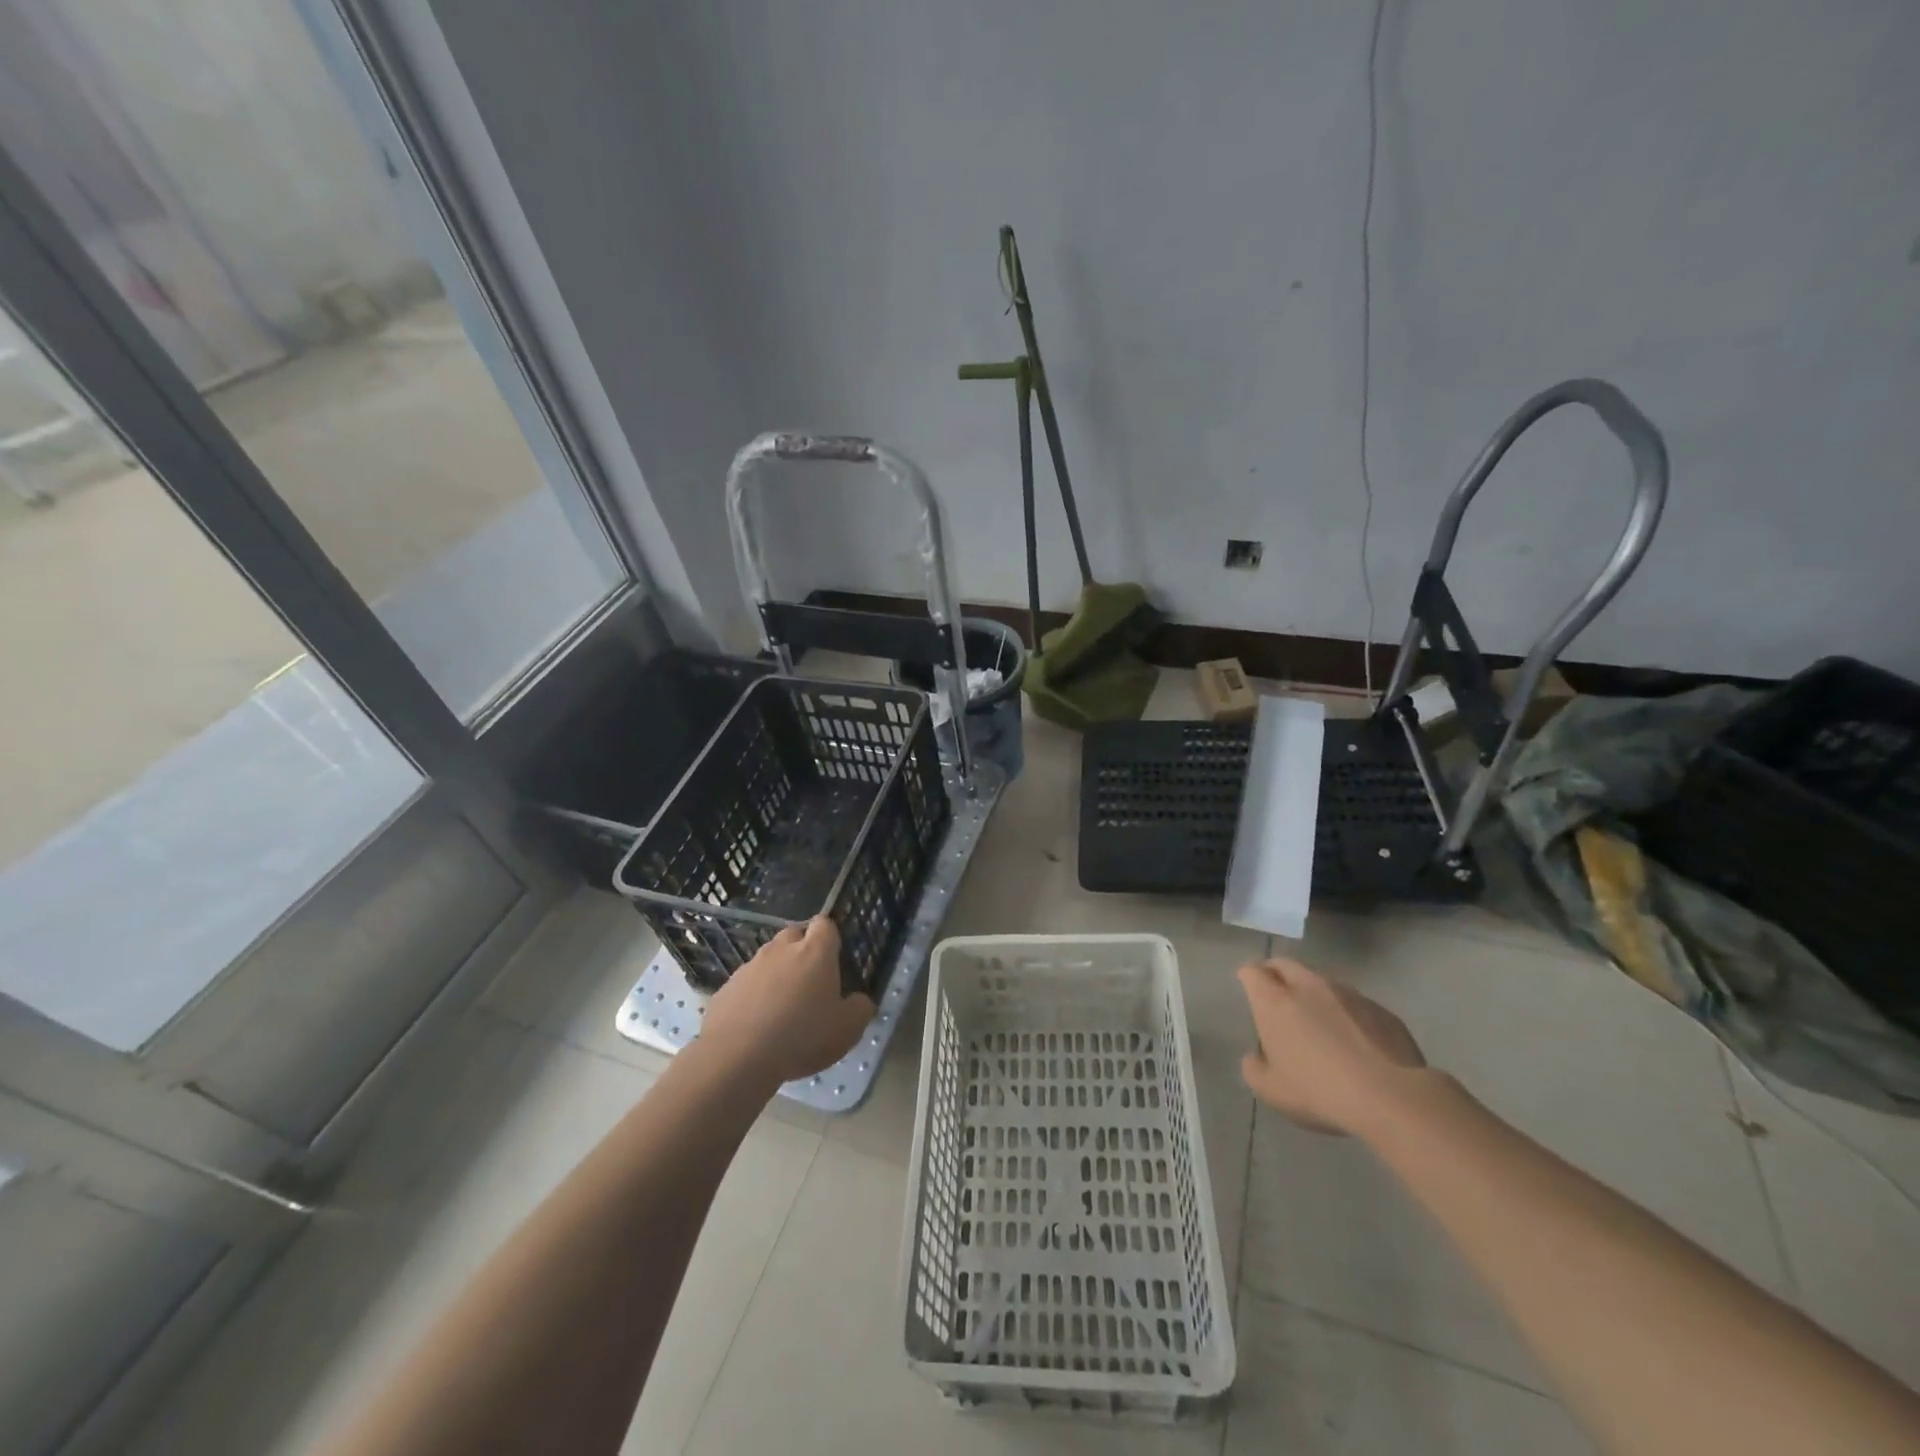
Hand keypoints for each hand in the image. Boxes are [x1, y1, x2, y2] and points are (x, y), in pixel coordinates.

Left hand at [702, 918, 873, 1086]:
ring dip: (777, 973)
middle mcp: (782, 949)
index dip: (830, 936)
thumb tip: (860, 1001)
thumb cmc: (802, 1036)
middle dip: (802, 950)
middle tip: (809, 981)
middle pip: (794, 935)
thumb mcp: (847, 1029)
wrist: (737, 1057)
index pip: (824, 924)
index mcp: (815, 952)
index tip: (833, 956)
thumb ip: (860, 1009)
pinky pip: (746, 983)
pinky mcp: (727, 987)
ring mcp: (750, 966)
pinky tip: (757, 1023)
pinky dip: (754, 995)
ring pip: (769, 959)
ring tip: (782, 1007)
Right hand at [1237, 957, 1429, 1136]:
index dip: (1247, 977)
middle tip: (1276, 995)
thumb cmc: (1319, 1091)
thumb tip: (1256, 1056)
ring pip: (1321, 981)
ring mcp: (1348, 993)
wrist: (1392, 1097)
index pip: (1252, 971)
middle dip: (1276, 974)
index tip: (1248, 989)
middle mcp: (1308, 986)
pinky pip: (1354, 1002)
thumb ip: (1254, 1068)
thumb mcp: (1271, 1091)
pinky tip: (1355, 1040)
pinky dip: (1346, 1012)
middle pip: (1285, 964)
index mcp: (1274, 1000)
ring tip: (1318, 1021)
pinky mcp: (1380, 1009)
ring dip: (1313, 993)